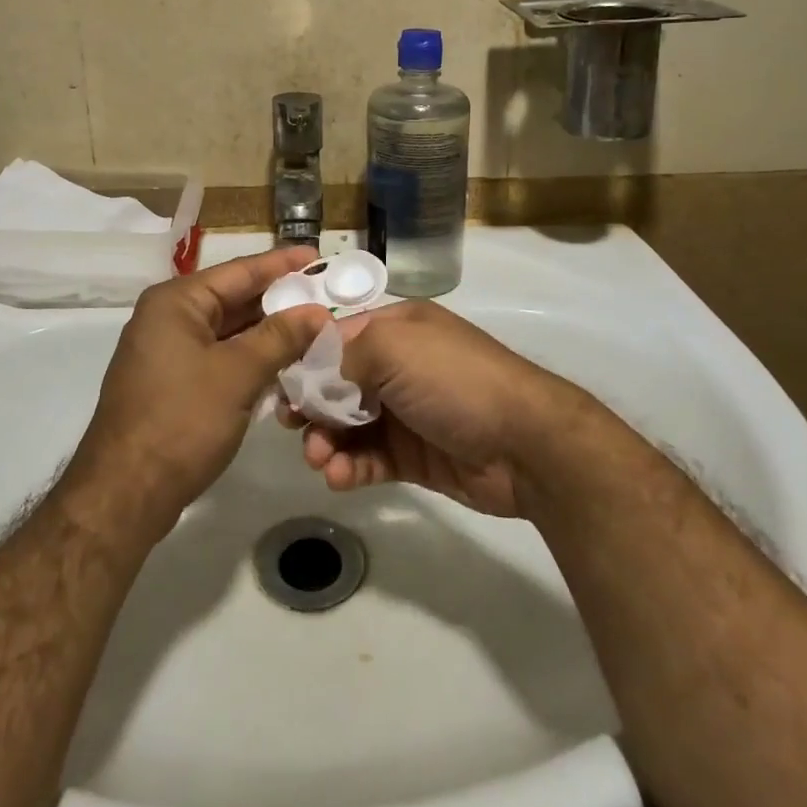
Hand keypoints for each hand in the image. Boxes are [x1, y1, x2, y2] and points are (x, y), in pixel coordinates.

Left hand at [67, 248, 329, 538]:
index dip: (282, 264)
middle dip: (280, 300)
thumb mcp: (238, 374)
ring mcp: (168, 352)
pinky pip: (220, 357)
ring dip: (269, 332)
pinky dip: (251, 357)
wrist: (125, 494)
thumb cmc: (181, 421)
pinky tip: (286, 363)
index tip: (319, 257)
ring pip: (229, 331)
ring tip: (315, 327)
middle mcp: (169, 318)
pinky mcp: (173, 383)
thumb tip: (317, 313)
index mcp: (177, 302)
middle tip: (326, 295)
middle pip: (234, 298)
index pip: (240, 271)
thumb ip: (280, 338)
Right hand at [280, 301, 583, 516]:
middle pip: (338, 383)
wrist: (526, 444)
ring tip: (320, 460)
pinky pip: (370, 459)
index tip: (280, 384)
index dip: (306, 359)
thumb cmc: (455, 380)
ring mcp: (407, 413)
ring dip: (327, 441)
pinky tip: (340, 477)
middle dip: (312, 404)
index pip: (337, 337)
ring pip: (349, 425)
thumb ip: (344, 356)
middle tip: (293, 426)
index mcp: (397, 329)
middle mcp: (399, 366)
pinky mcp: (414, 457)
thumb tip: (314, 378)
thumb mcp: (394, 347)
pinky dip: (350, 467)